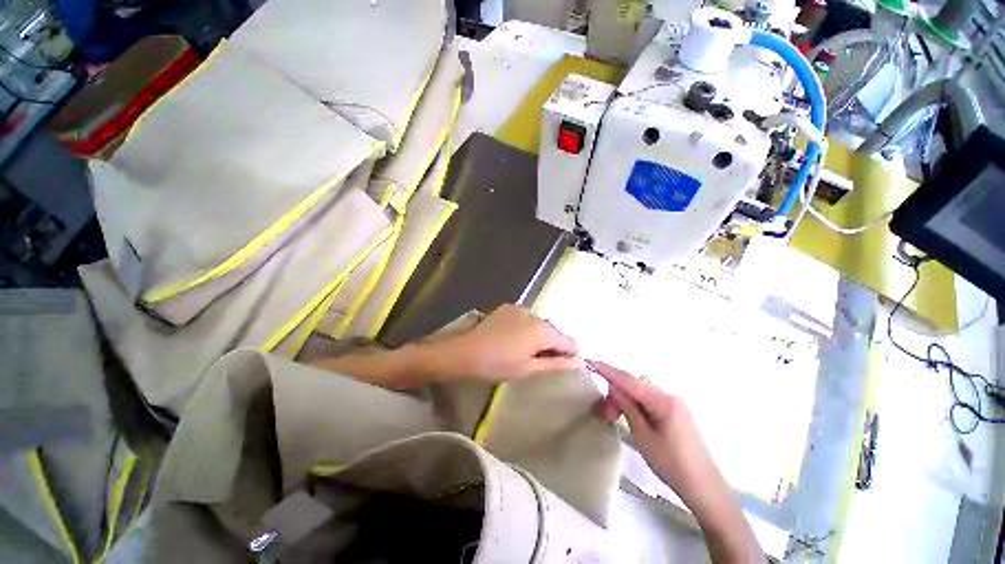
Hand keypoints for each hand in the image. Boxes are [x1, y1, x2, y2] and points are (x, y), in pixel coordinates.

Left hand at [432, 304, 580, 381]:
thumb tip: (579, 362)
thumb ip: (556, 364)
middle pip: (554, 331)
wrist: (465, 351)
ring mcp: (520, 308)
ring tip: (525, 350)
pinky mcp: (507, 307)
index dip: (571, 354)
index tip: (565, 366)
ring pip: (539, 323)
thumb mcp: (529, 368)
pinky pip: (525, 318)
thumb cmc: (498, 364)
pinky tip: (513, 339)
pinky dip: (526, 328)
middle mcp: (534, 314)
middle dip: (553, 345)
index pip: (569, 341)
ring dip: (538, 335)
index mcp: (543, 330)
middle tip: (541, 362)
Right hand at [590, 361, 716, 495]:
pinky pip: (649, 399)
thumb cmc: (672, 464)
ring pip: (641, 392)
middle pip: (635, 385)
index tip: (591, 361)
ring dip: (625, 399)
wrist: (704, 487)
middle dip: (616, 392)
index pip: (629, 380)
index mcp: (663, 400)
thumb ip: (627, 407)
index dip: (608, 370)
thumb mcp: (643, 436)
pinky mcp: (676, 411)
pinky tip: (629, 414)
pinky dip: (635, 403)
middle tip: (606, 412)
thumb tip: (613, 387)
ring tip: (615, 416)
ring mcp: (674, 403)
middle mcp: (669, 395)